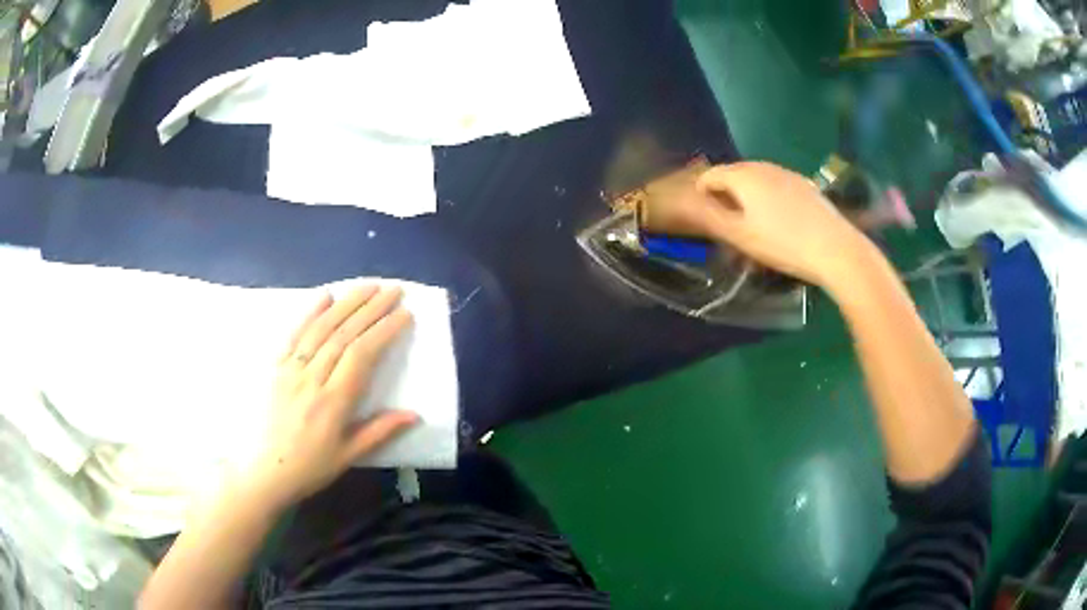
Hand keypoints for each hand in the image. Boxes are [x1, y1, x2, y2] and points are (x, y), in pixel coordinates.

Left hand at [240, 286, 417, 509]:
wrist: (263, 471)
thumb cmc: (309, 467)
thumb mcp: (349, 456)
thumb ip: (380, 431)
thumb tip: (415, 414)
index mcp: (333, 402)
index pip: (361, 356)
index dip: (383, 331)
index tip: (404, 314)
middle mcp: (312, 379)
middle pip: (344, 335)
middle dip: (371, 309)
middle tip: (393, 289)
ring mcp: (290, 369)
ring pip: (321, 329)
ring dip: (346, 303)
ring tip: (368, 286)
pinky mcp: (275, 367)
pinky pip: (294, 334)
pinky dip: (310, 312)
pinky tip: (325, 295)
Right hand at [652, 161, 869, 287]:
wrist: (835, 249)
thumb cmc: (783, 244)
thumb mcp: (741, 236)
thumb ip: (711, 218)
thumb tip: (686, 205)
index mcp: (743, 176)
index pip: (710, 175)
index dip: (701, 193)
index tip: (703, 216)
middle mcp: (763, 166)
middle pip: (734, 173)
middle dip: (725, 193)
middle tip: (726, 222)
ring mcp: (787, 173)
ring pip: (757, 178)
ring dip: (747, 194)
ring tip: (751, 222)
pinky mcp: (805, 184)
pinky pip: (776, 184)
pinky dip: (768, 196)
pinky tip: (779, 220)